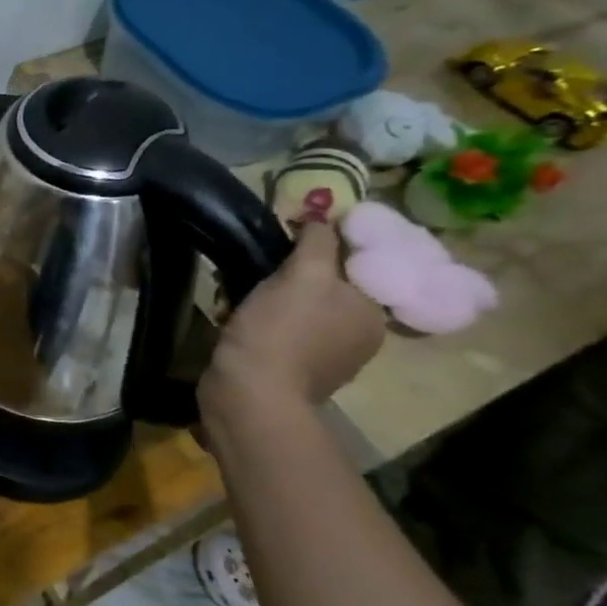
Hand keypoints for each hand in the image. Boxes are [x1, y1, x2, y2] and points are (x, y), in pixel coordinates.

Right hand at [204, 221, 385, 410]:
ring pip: (298, 307)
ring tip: (235, 290)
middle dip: (290, 271)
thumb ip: (318, 241)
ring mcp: (324, 357)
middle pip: (324, 285)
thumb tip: (324, 211)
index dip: (323, 244)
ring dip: (269, 295)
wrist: (249, 394)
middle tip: (256, 263)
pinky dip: (259, 321)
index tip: (287, 234)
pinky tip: (235, 319)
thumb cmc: (280, 330)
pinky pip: (279, 331)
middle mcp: (357, 335)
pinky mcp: (289, 371)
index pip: (354, 262)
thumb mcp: (302, 276)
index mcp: (371, 312)